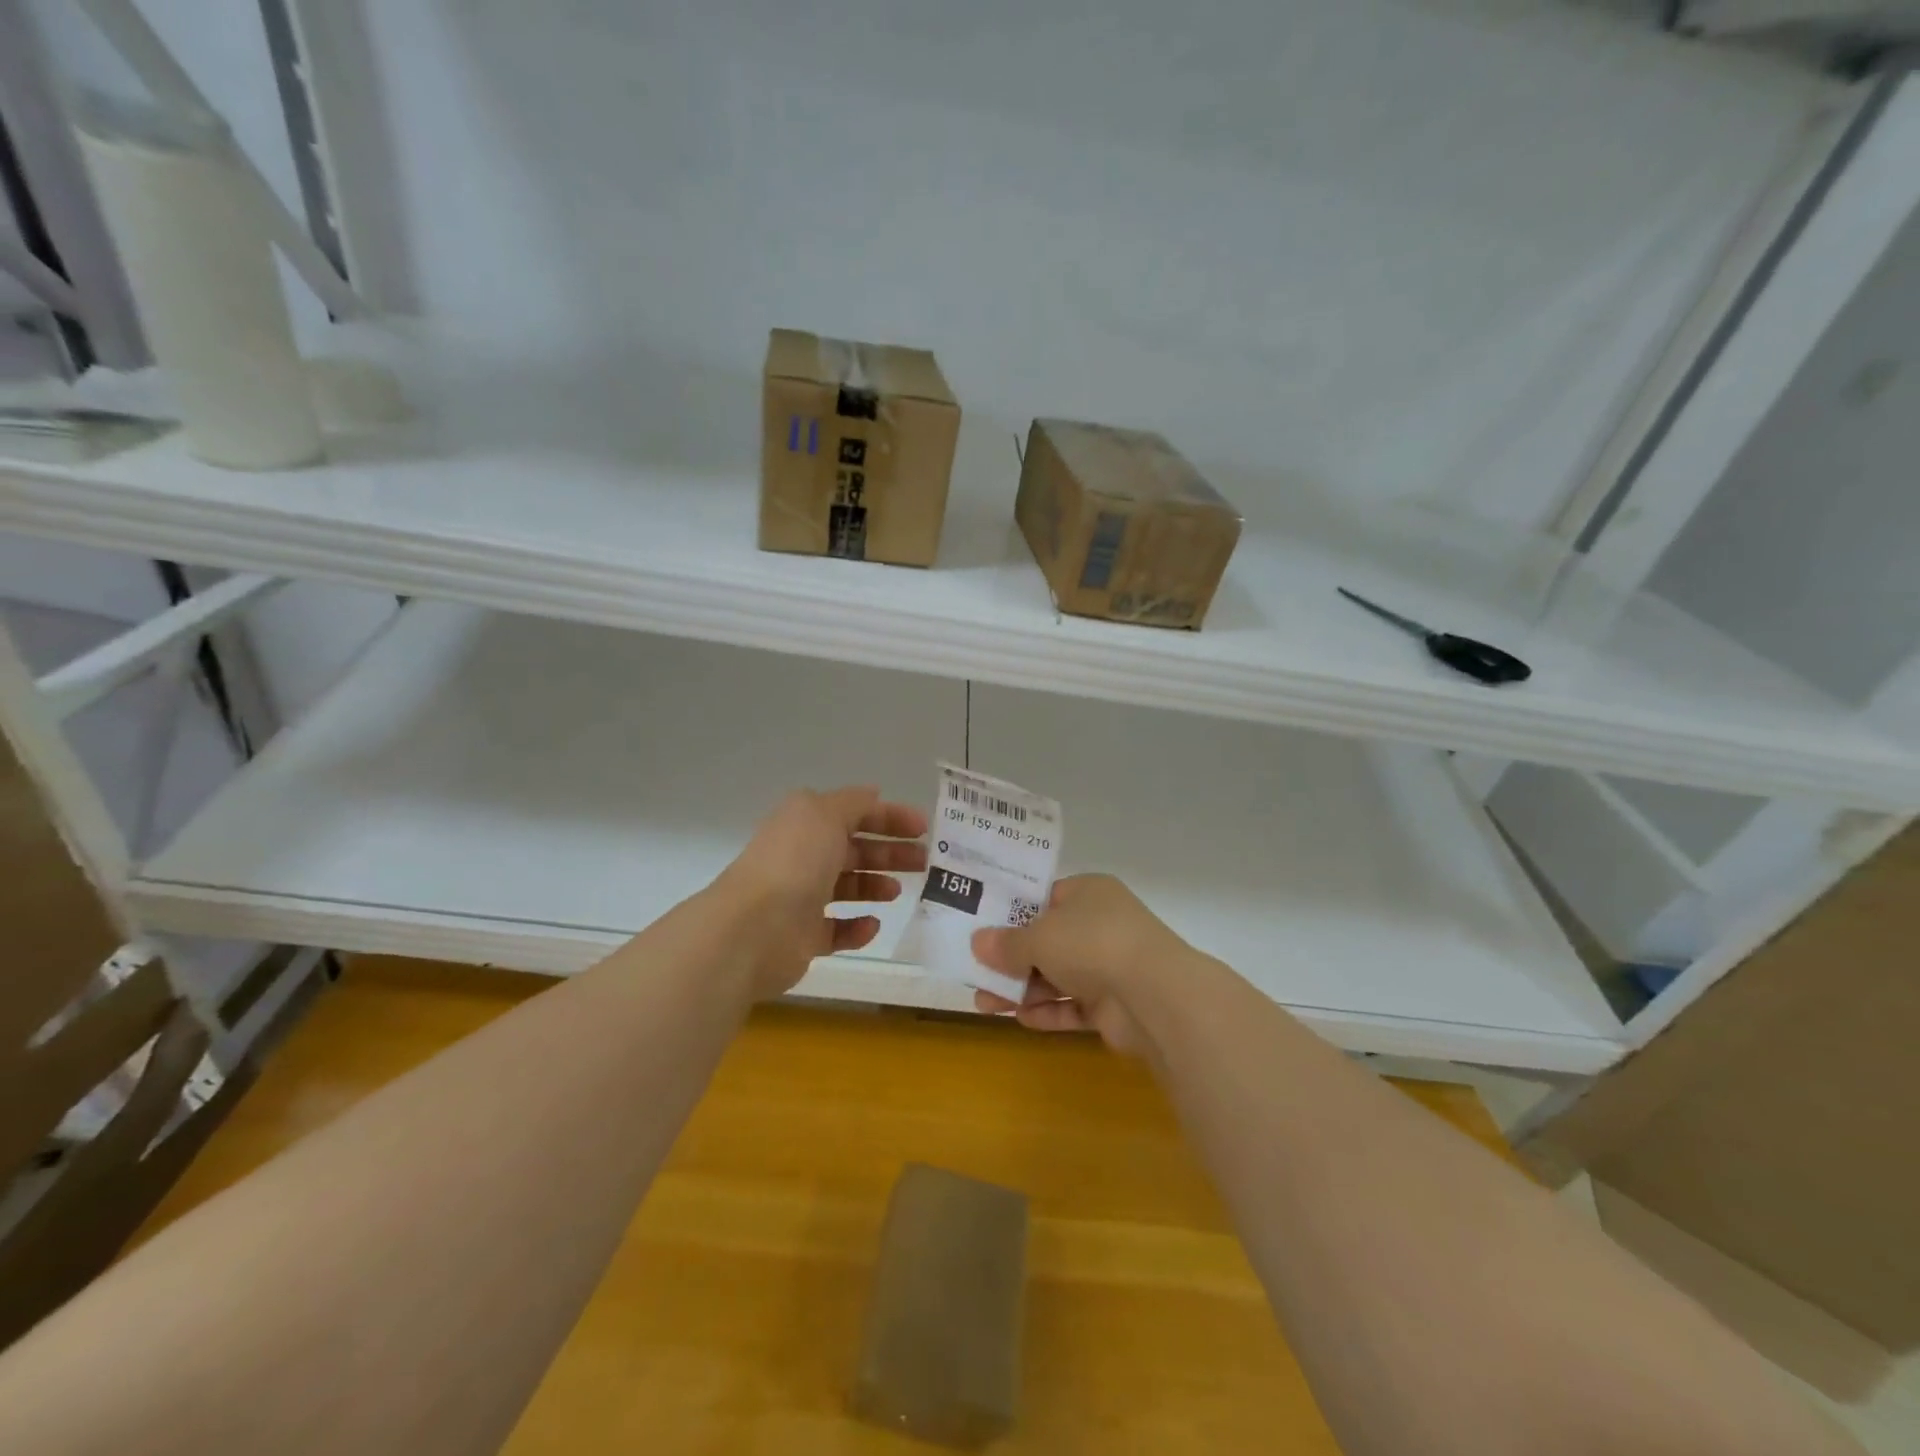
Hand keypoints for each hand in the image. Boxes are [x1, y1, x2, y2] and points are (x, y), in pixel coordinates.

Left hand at [715, 787, 927, 999]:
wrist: (755, 928)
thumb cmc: (795, 862)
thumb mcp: (826, 814)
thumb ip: (855, 803)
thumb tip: (874, 795)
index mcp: (806, 822)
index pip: (855, 813)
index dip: (890, 817)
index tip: (924, 828)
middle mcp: (803, 856)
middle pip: (855, 850)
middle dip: (890, 853)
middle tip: (923, 862)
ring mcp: (802, 897)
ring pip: (847, 887)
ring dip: (875, 886)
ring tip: (897, 892)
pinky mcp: (804, 936)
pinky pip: (837, 929)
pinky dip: (857, 927)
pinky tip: (871, 924)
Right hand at [969, 874, 1188, 1053]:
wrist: (1155, 996)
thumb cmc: (1092, 944)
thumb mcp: (1039, 937)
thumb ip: (1006, 943)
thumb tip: (978, 942)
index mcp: (1088, 893)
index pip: (1045, 898)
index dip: (1013, 913)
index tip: (981, 928)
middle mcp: (1100, 925)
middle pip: (1048, 941)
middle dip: (1011, 960)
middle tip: (976, 974)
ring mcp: (1109, 966)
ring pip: (1057, 976)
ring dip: (1022, 990)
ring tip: (985, 1004)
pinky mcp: (1114, 1005)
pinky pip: (1073, 1006)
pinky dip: (1048, 1012)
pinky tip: (1020, 1019)